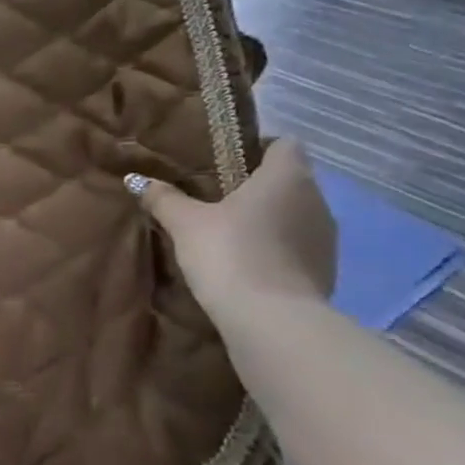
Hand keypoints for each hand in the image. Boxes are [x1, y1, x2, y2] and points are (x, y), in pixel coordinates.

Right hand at [129, 138, 336, 319]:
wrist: (271, 320)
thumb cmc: (229, 253)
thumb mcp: (185, 223)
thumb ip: (164, 198)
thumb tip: (137, 180)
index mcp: (286, 177)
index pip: (284, 144)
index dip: (258, 148)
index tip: (225, 163)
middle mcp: (316, 199)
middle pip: (289, 179)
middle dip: (257, 186)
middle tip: (216, 199)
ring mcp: (327, 237)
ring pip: (296, 214)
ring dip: (269, 219)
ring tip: (230, 233)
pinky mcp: (326, 269)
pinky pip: (298, 245)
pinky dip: (277, 248)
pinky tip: (248, 263)